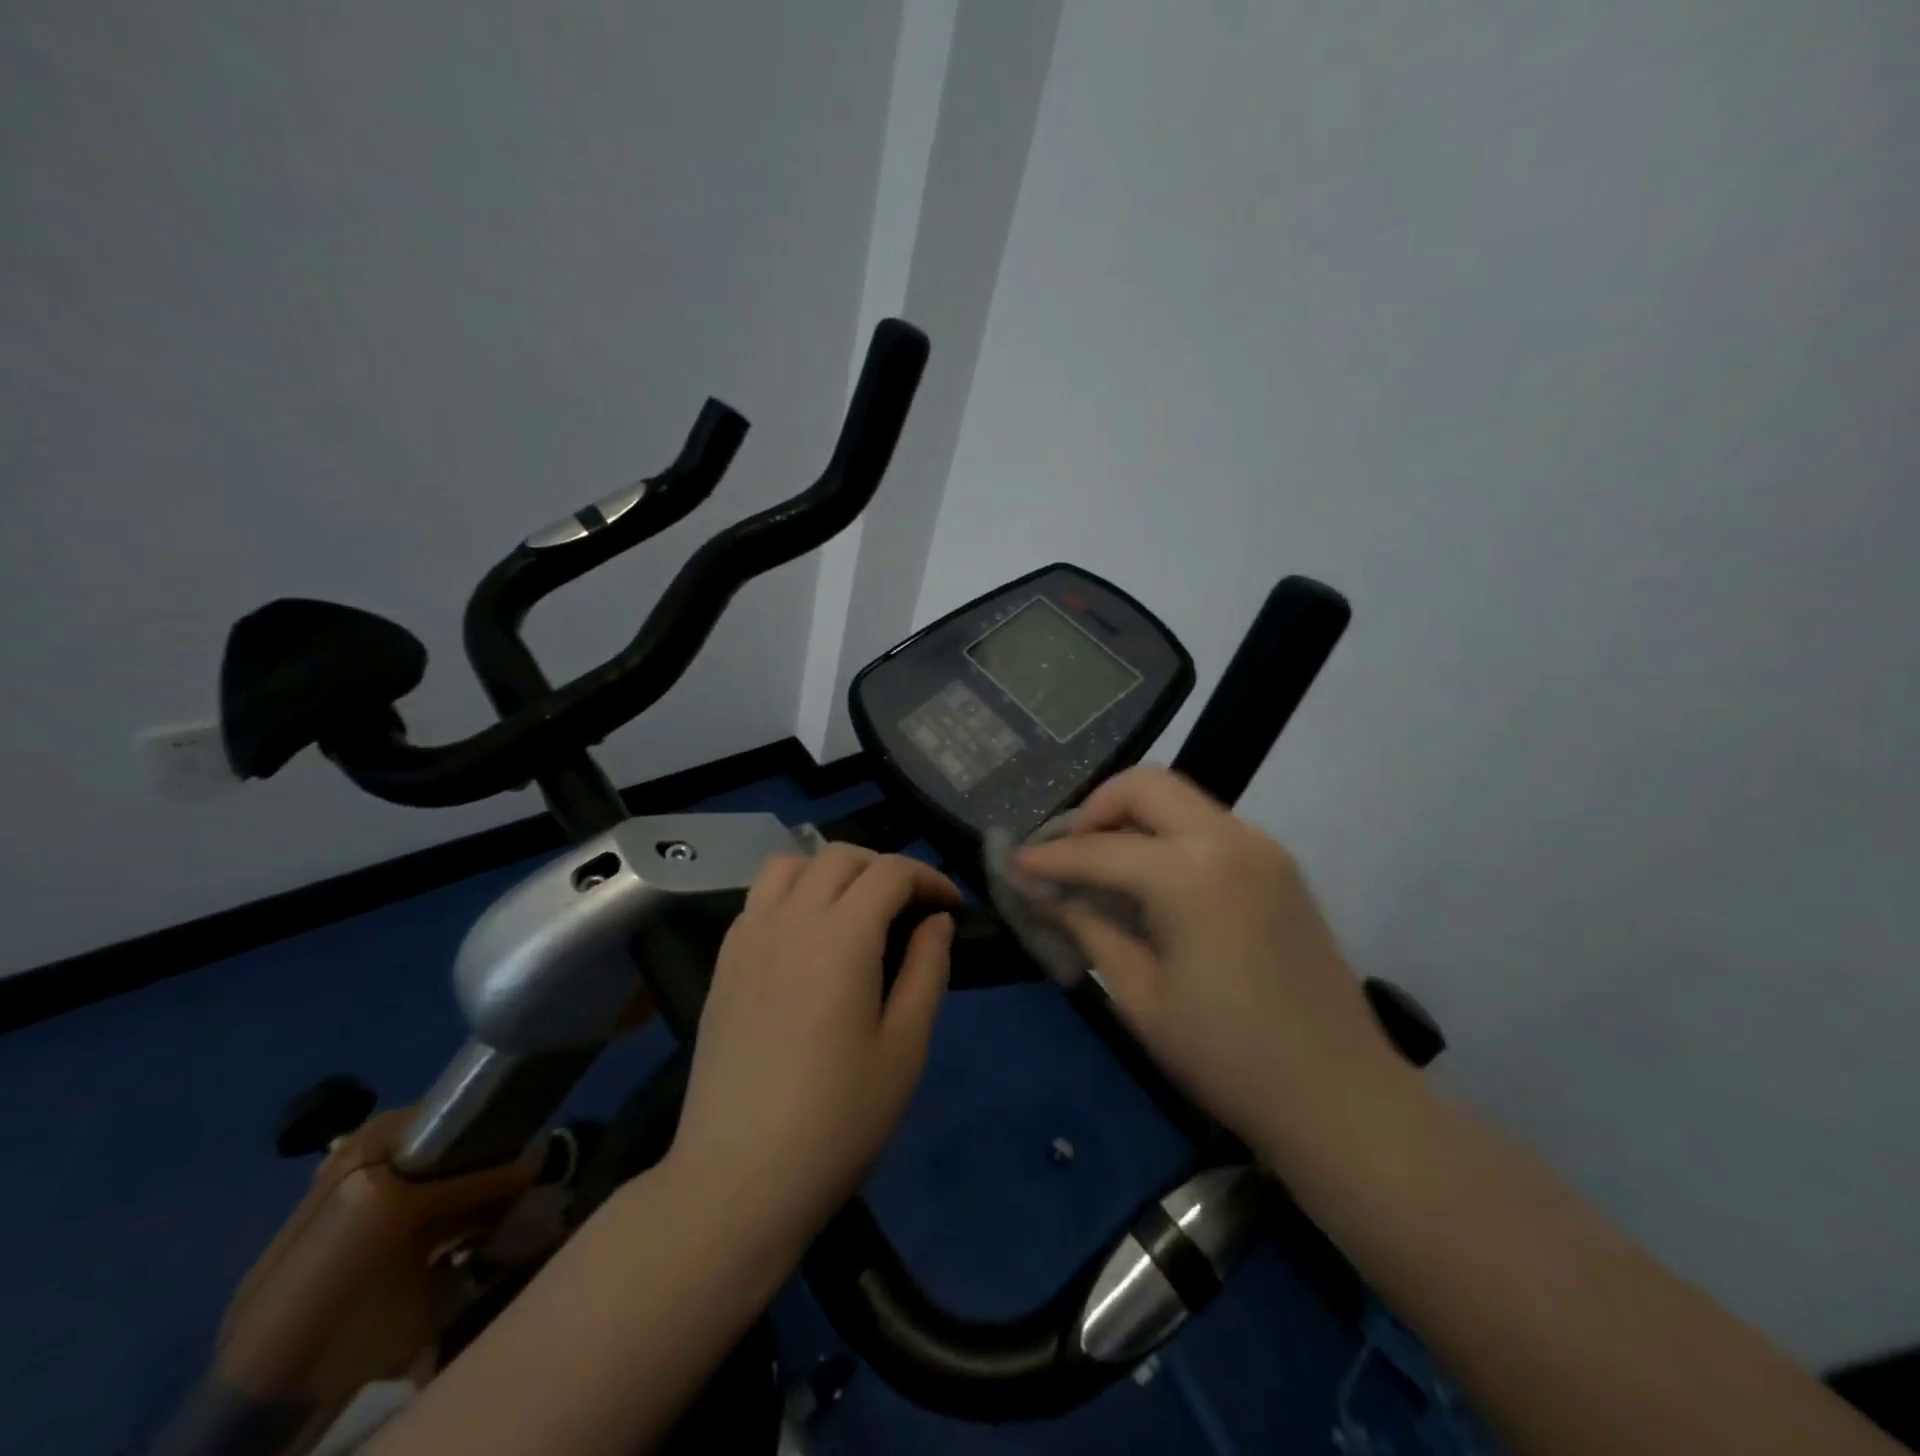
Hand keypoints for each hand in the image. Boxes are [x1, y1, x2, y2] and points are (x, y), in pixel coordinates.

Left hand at [668, 845, 958, 1240]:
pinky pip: (759, 899)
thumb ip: (927, 970)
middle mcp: (790, 920)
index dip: (928, 879)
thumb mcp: (905, 1048)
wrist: (738, 1179)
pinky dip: (792, 894)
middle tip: (910, 908)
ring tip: (854, 910)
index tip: (950, 908)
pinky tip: (806, 939)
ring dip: (831, 871)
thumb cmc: (837, 1119)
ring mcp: (748, 938)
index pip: (890, 872)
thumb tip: (936, 921)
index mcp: (841, 937)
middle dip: (885, 868)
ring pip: (790, 865)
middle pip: (840, 856)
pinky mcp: (724, 964)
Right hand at [1016, 767, 1399, 1164]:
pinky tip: (1151, 880)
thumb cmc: (1227, 1058)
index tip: (1015, 864)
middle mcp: (1229, 840)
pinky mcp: (1278, 866)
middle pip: (1146, 786)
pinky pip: (1208, 826)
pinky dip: (1168, 835)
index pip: (1099, 849)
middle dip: (1094, 809)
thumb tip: (1045, 894)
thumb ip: (1089, 928)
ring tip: (1102, 864)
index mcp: (1190, 875)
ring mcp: (1262, 848)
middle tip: (1066, 853)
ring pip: (1180, 799)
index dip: (1049, 858)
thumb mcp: (1139, 996)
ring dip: (1132, 818)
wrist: (1340, 1097)